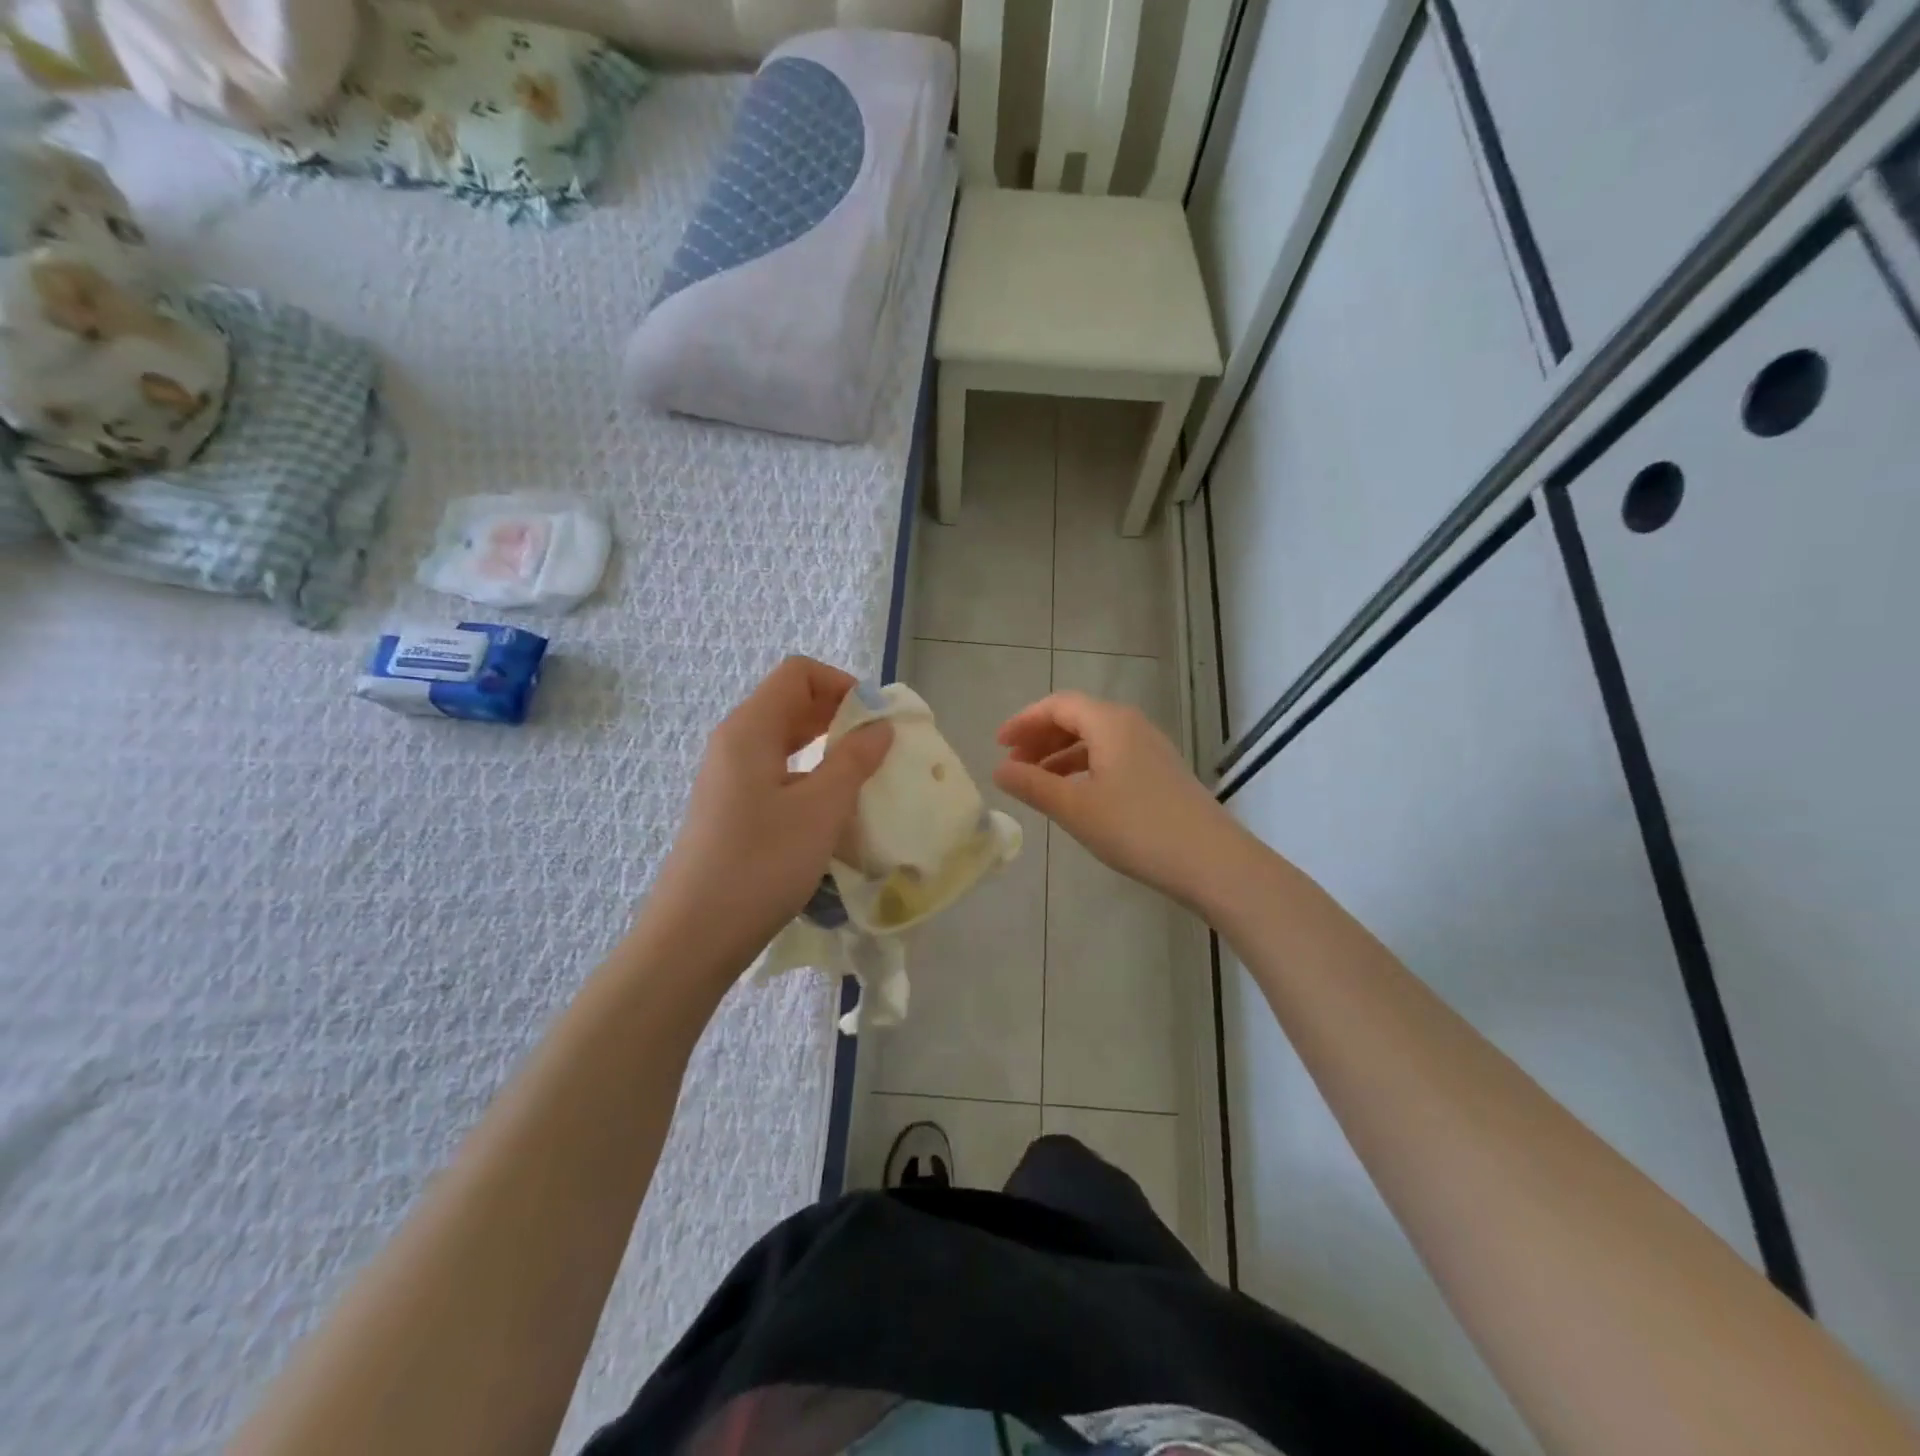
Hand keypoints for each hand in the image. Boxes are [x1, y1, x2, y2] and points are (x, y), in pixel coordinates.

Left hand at [647, 657, 891, 966]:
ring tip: (863, 775)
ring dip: (827, 747)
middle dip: (839, 714)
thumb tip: (880, 726)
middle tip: (880, 746)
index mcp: (750, 728)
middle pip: (791, 703)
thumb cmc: (761, 863)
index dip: (842, 684)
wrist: (695, 935)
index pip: (798, 674)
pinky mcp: (731, 808)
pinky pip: (777, 772)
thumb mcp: (821, 809)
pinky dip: (810, 775)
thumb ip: (854, 760)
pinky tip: (832, 809)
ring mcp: (729, 777)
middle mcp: (734, 743)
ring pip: (785, 740)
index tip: (877, 718)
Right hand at [994, 691, 1243, 908]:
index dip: (1024, 721)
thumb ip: (1033, 786)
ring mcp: (1151, 748)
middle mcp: (1132, 725)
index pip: (1058, 705)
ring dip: (1061, 755)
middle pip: (1077, 718)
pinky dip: (1084, 767)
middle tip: (1013, 765)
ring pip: (1095, 739)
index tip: (998, 745)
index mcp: (1110, 723)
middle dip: (1040, 737)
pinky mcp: (1161, 772)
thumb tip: (999, 770)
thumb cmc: (1137, 828)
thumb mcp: (1076, 808)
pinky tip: (1074, 794)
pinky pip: (1112, 756)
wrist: (1212, 861)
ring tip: (1037, 782)